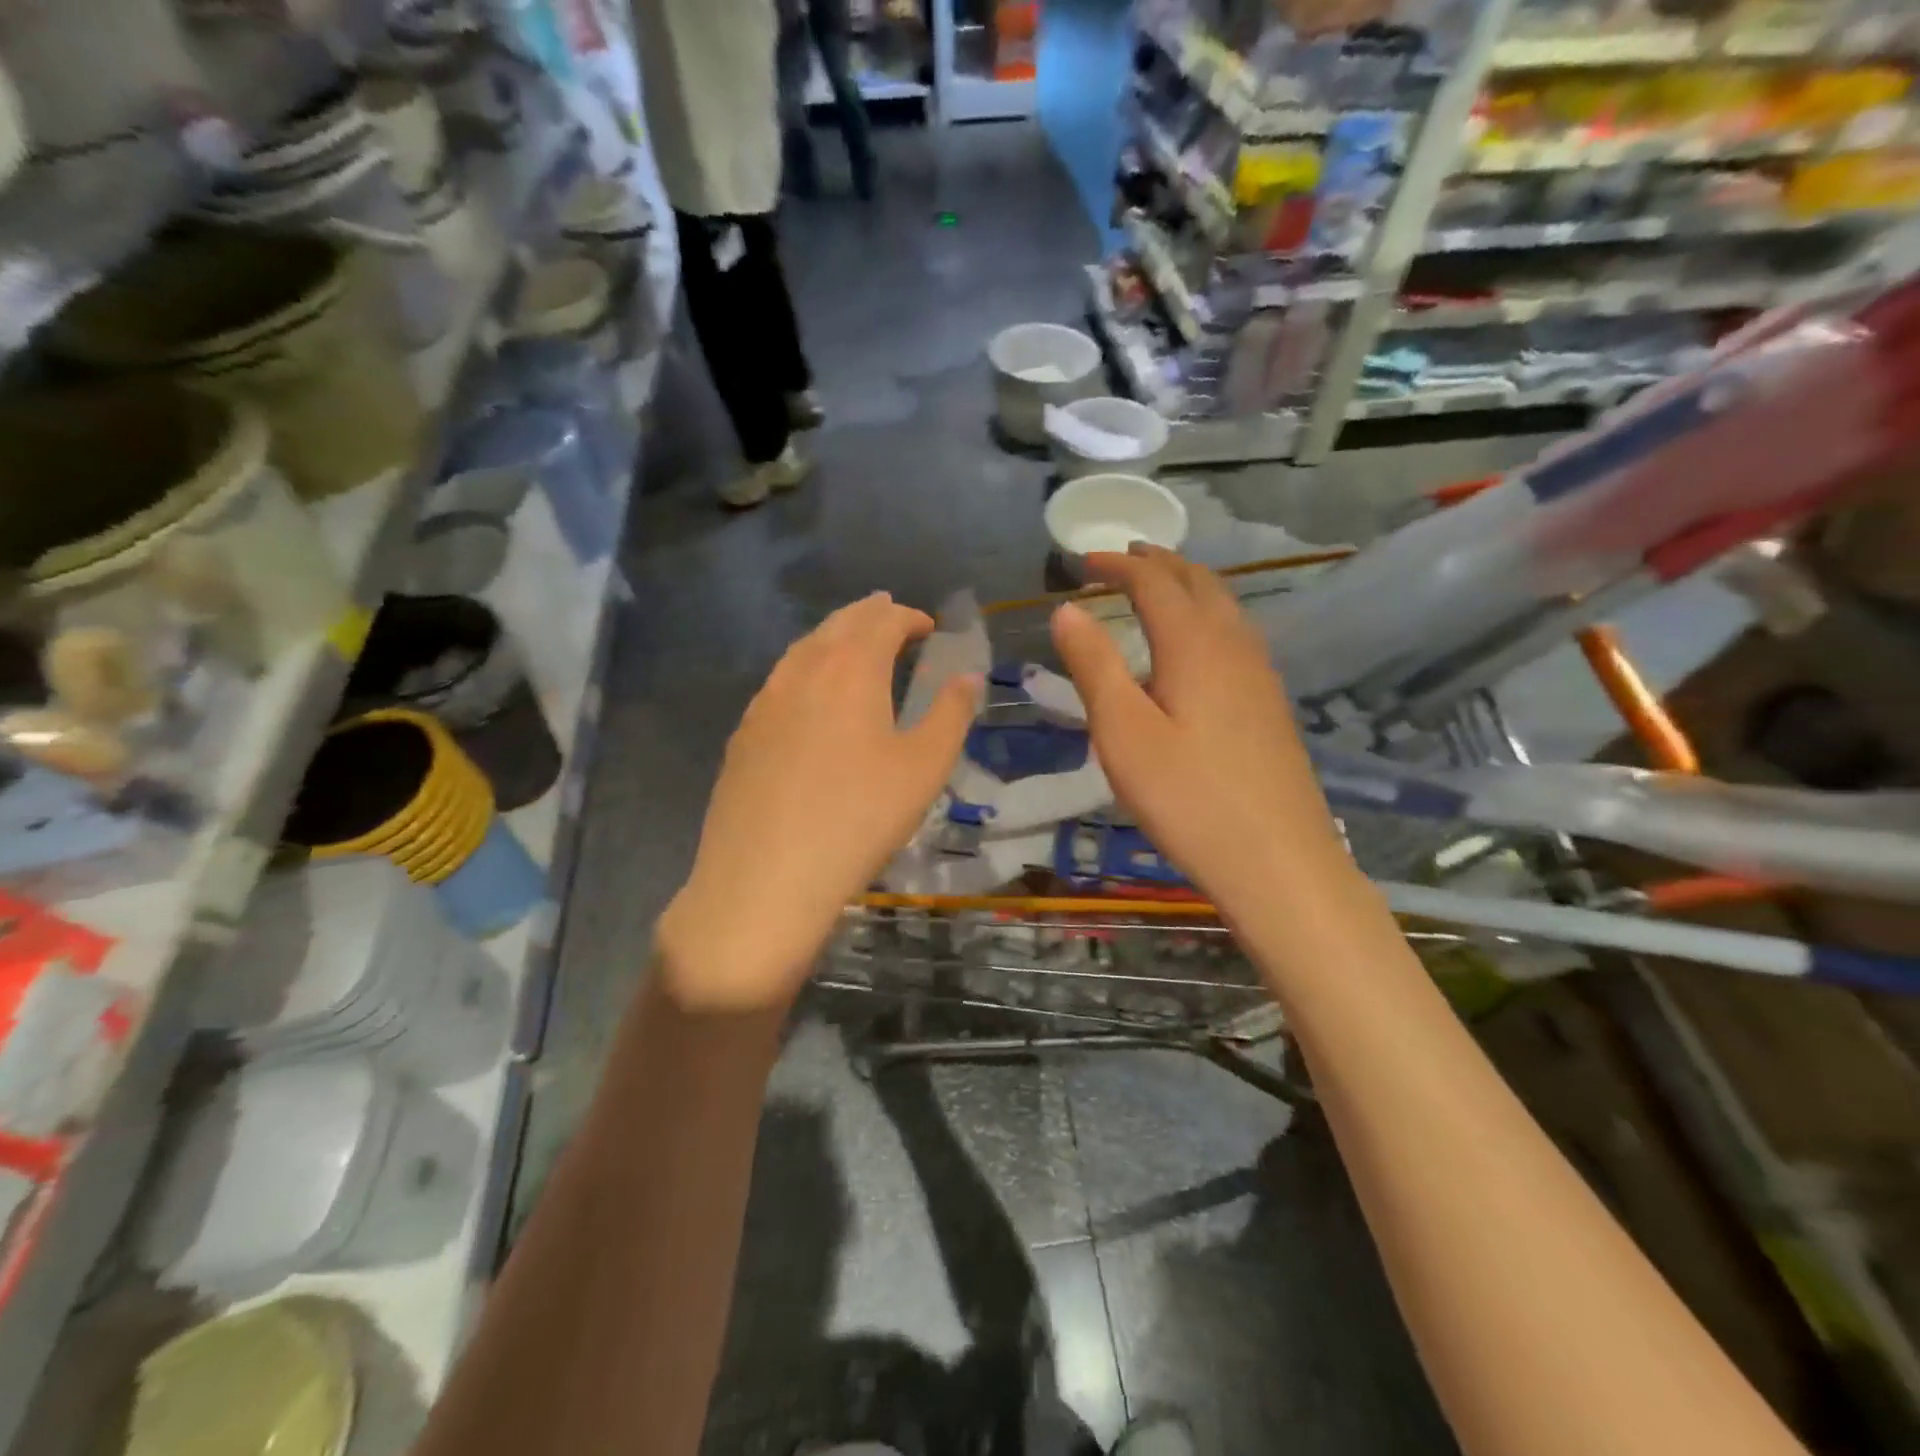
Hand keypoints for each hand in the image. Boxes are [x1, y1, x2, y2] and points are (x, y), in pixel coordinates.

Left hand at [657, 593, 978, 1013]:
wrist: (765, 877)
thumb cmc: (859, 818)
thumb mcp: (923, 768)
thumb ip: (951, 715)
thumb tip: (967, 677)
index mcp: (851, 670)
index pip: (882, 621)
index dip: (908, 617)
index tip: (928, 627)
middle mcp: (803, 671)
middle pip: (838, 625)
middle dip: (868, 614)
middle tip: (889, 613)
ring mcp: (765, 701)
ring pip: (803, 650)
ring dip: (833, 637)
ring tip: (851, 643)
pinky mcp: (743, 734)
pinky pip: (780, 681)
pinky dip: (805, 669)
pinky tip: (809, 695)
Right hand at [1050, 547, 1355, 918]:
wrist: (1278, 862)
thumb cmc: (1188, 798)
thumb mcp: (1123, 733)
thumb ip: (1094, 665)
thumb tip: (1067, 608)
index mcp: (1195, 644)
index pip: (1154, 582)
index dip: (1117, 564)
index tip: (1082, 560)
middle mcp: (1234, 646)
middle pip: (1198, 583)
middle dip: (1158, 563)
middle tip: (1123, 559)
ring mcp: (1261, 675)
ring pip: (1224, 607)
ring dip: (1187, 586)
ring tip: (1157, 588)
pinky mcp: (1270, 705)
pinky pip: (1236, 635)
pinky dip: (1206, 616)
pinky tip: (1197, 646)